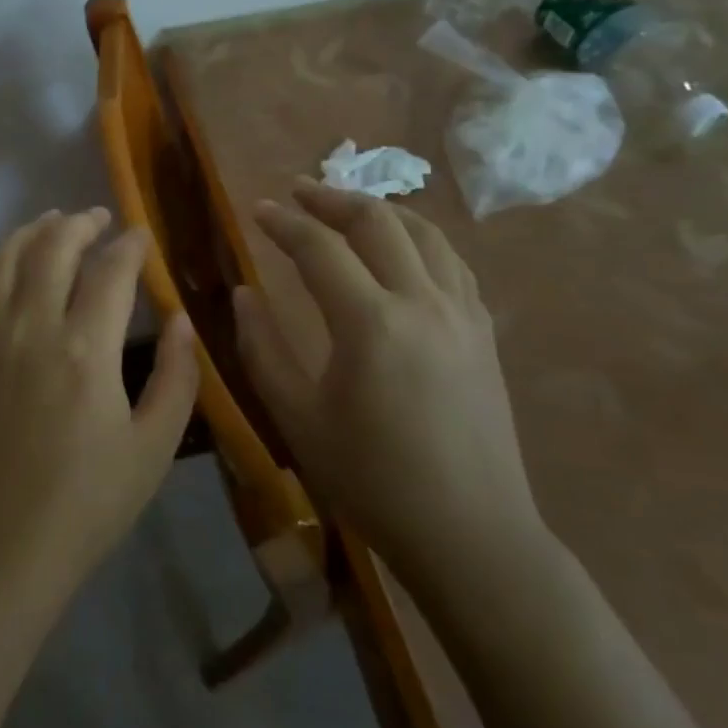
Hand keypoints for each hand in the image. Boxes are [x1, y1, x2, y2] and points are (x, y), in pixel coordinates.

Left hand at [0, 208, 199, 613]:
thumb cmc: (86, 504)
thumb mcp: (153, 449)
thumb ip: (177, 377)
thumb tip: (184, 319)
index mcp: (86, 349)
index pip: (111, 271)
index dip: (131, 246)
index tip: (142, 236)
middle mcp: (31, 327)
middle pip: (53, 247)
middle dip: (80, 223)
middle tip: (99, 218)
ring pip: (4, 257)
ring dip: (31, 231)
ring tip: (52, 222)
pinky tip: (1, 263)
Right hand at [233, 180, 542, 590]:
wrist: (472, 535)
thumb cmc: (372, 481)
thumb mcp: (297, 418)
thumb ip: (262, 348)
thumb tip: (243, 292)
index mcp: (371, 323)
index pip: (319, 248)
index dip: (283, 222)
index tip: (257, 210)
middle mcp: (422, 302)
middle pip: (378, 221)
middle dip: (332, 198)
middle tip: (298, 192)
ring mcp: (463, 314)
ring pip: (425, 232)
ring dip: (381, 210)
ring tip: (347, 208)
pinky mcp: (484, 332)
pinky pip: (452, 263)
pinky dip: (419, 240)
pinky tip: (402, 251)